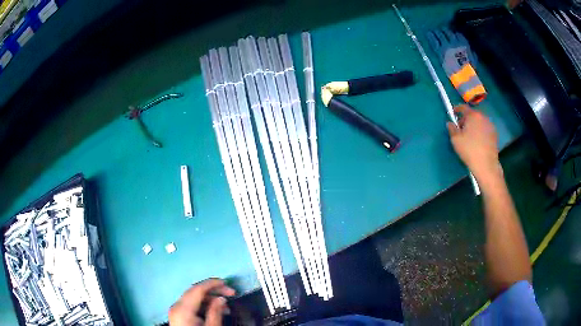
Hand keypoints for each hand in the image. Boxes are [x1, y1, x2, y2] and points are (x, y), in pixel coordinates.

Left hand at [169, 278, 235, 325]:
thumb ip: (215, 312)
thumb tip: (221, 298)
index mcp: (183, 308)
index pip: (197, 289)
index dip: (212, 284)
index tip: (227, 283)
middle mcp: (176, 306)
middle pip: (194, 291)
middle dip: (213, 290)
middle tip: (231, 293)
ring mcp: (175, 310)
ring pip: (193, 298)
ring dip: (209, 299)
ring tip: (226, 306)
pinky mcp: (177, 315)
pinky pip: (190, 305)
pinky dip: (202, 305)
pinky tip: (214, 311)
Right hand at [447, 105, 500, 181]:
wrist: (486, 165)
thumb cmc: (469, 150)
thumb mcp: (456, 140)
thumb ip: (452, 129)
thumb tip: (450, 123)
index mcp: (473, 115)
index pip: (463, 107)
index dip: (457, 109)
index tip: (453, 112)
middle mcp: (483, 117)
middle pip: (472, 114)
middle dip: (466, 119)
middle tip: (461, 128)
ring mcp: (490, 125)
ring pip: (479, 121)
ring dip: (474, 125)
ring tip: (470, 135)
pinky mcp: (495, 134)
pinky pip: (485, 128)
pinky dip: (480, 131)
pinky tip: (477, 141)